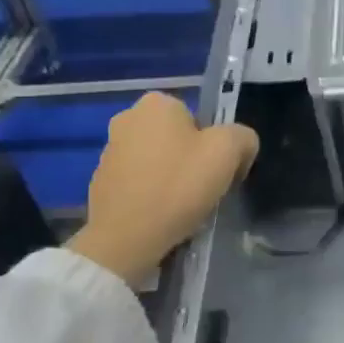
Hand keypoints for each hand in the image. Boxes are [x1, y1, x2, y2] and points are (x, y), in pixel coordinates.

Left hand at [66, 93, 257, 284]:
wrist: (125, 239)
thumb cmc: (178, 186)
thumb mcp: (229, 151)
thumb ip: (243, 137)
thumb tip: (239, 148)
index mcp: (157, 103)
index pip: (202, 118)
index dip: (218, 144)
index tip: (221, 171)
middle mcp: (127, 118)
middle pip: (179, 138)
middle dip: (193, 160)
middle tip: (204, 189)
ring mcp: (109, 151)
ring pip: (159, 160)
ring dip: (172, 178)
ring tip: (183, 207)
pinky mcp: (100, 182)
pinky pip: (140, 183)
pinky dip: (152, 194)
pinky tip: (161, 216)